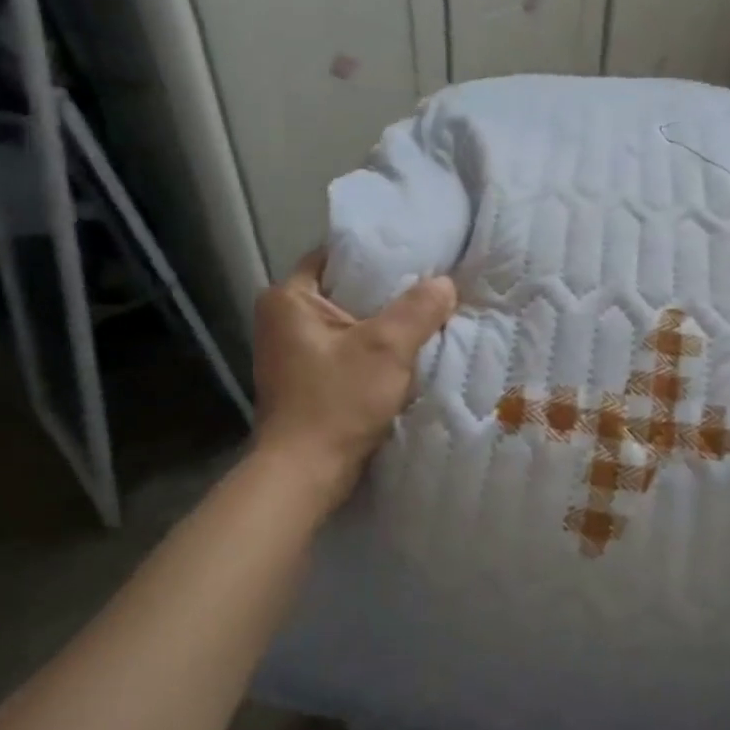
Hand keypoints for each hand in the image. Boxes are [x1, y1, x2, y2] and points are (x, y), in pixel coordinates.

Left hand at [250, 251, 457, 505]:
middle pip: (346, 291)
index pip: (336, 256)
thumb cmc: (337, 402)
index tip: (418, 257)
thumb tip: (445, 282)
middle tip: (431, 288)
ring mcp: (292, 353)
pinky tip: (407, 355)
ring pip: (350, 324)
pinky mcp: (307, 380)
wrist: (305, 474)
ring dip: (384, 325)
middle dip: (388, 293)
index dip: (378, 255)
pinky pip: (348, 351)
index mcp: (288, 299)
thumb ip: (418, 309)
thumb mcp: (386, 348)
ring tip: (427, 317)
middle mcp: (283, 320)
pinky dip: (375, 351)